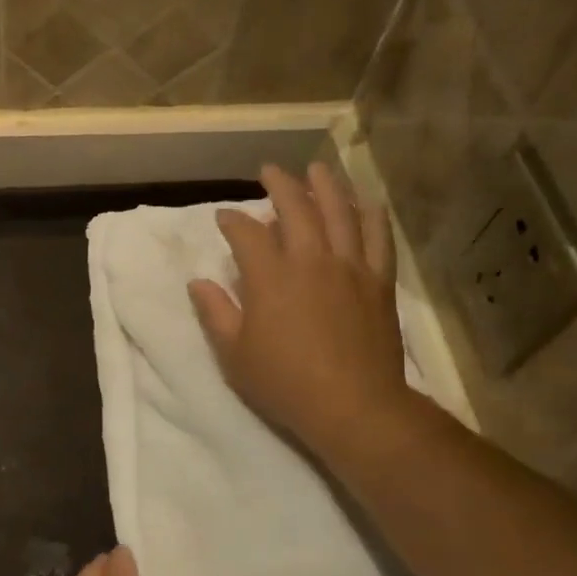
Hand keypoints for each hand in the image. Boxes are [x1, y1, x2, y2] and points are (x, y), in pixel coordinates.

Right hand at [190, 163, 420, 466]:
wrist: (354, 406)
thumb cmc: (285, 383)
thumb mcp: (234, 355)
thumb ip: (215, 313)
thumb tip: (198, 283)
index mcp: (270, 277)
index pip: (247, 234)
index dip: (232, 220)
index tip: (224, 217)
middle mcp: (311, 260)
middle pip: (296, 209)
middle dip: (280, 185)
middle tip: (270, 171)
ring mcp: (350, 268)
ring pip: (340, 213)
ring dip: (327, 186)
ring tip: (318, 169)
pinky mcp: (378, 282)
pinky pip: (378, 239)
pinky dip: (372, 216)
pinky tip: (367, 202)